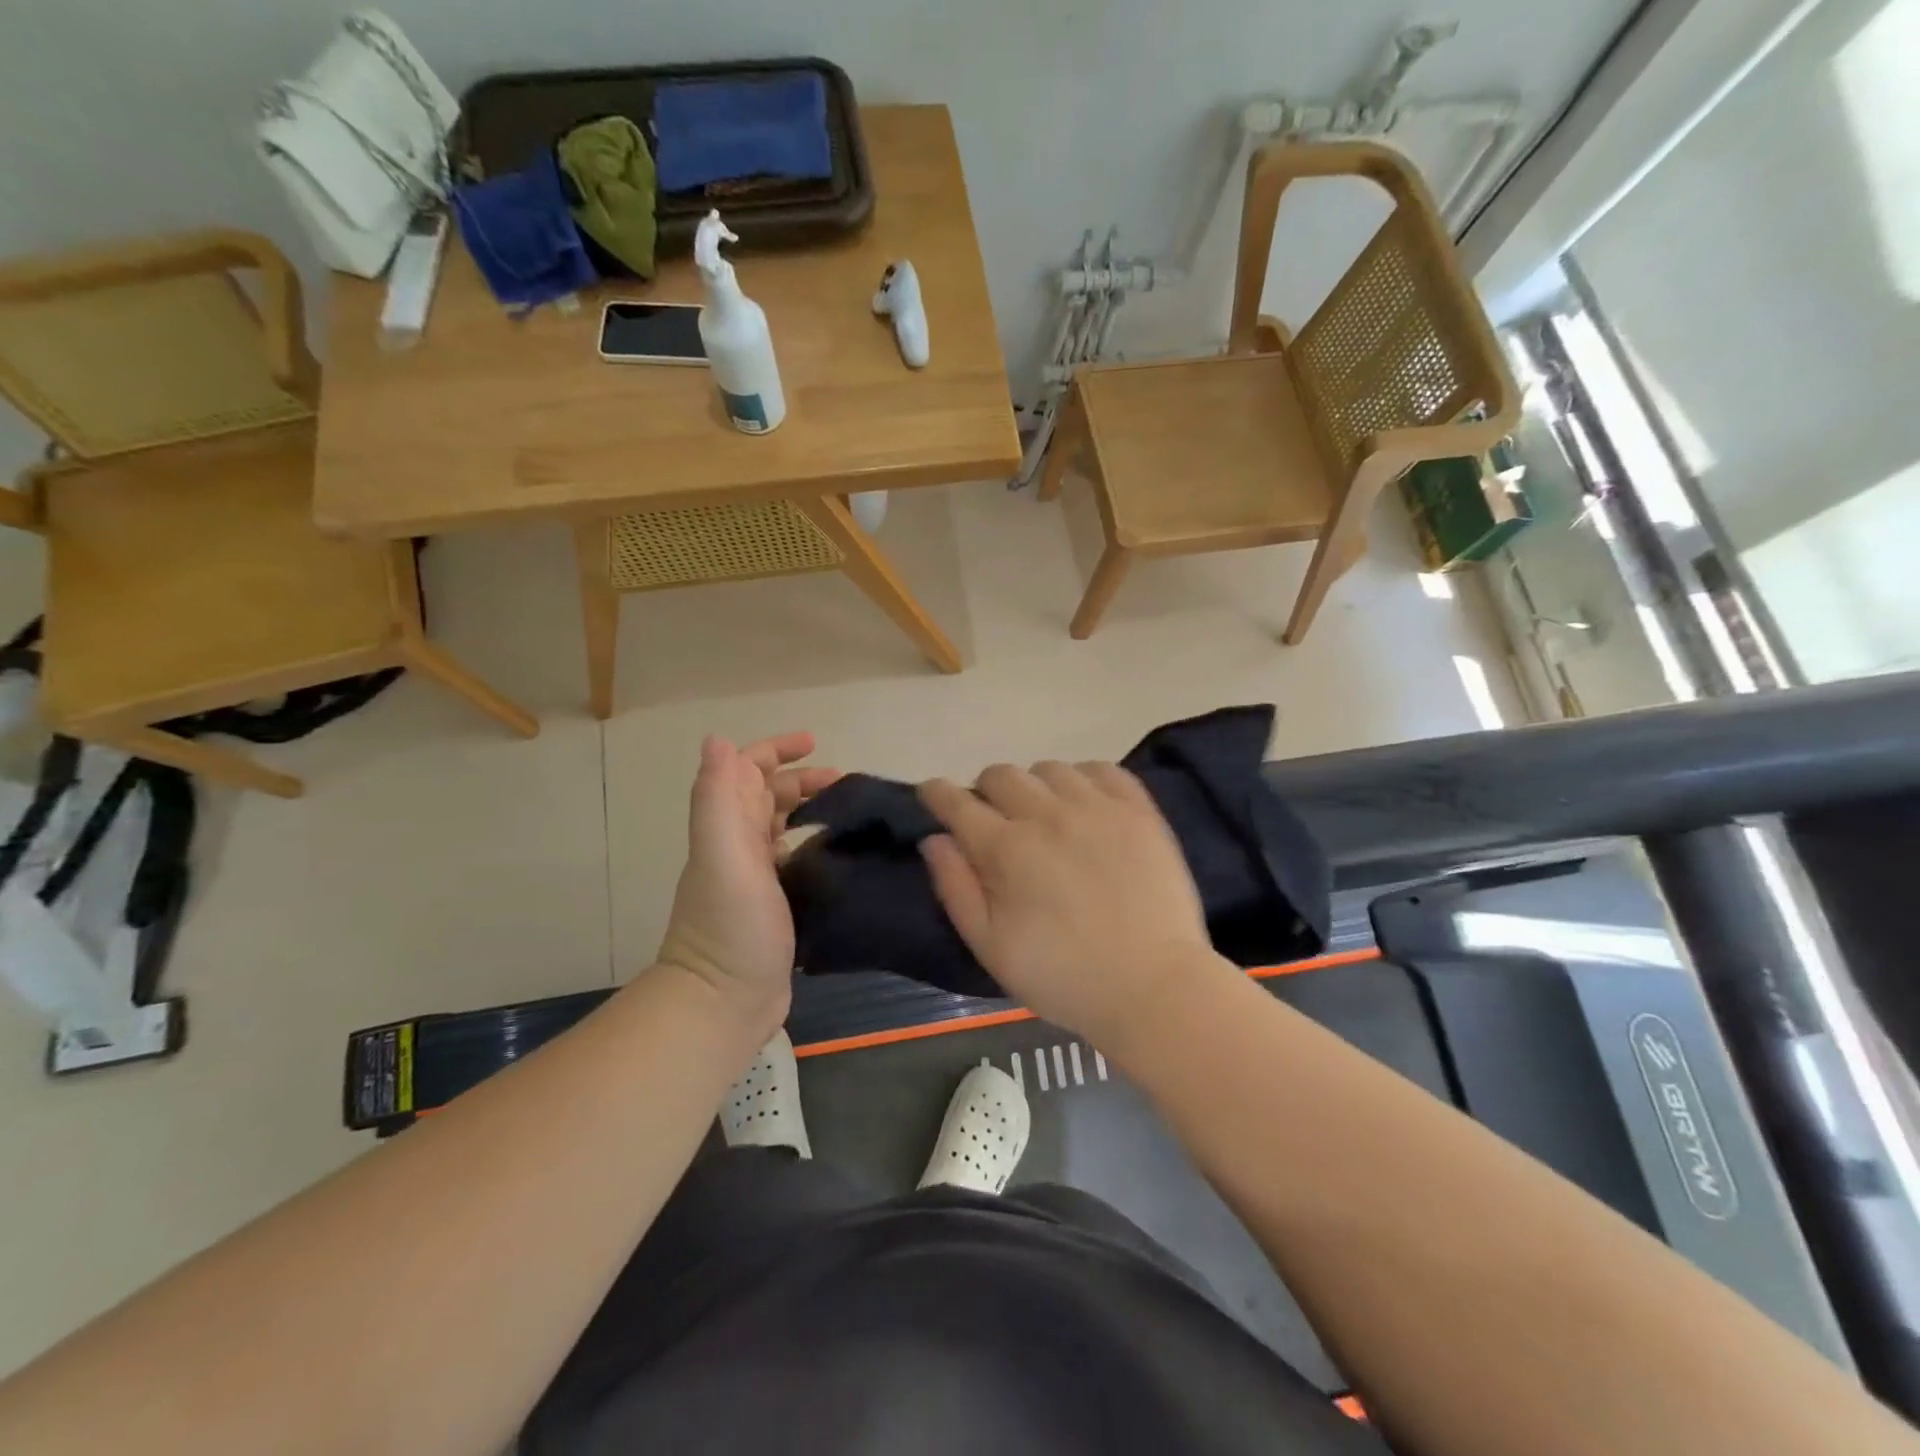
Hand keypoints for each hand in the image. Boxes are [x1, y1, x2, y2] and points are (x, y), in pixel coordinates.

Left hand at [657, 733, 838, 1031]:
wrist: (724, 1003)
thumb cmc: (730, 926)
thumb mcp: (722, 856)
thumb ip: (718, 798)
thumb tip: (717, 739)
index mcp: (727, 828)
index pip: (746, 771)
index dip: (776, 750)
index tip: (816, 743)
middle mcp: (737, 847)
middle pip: (767, 796)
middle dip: (802, 779)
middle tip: (845, 784)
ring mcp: (756, 879)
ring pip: (782, 827)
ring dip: (810, 809)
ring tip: (849, 812)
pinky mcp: (776, 906)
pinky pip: (796, 860)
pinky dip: (815, 846)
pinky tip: (841, 854)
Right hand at [919, 761, 1215, 1047]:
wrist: (1153, 986)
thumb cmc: (1063, 976)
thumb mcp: (991, 947)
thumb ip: (955, 888)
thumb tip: (935, 839)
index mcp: (1006, 848)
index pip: (957, 802)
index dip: (937, 793)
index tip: (931, 793)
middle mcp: (1047, 814)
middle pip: (1001, 775)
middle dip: (985, 792)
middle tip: (994, 820)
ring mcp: (1097, 807)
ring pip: (1049, 769)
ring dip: (1034, 787)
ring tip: (1044, 815)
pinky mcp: (1138, 810)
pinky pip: (1101, 769)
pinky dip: (1083, 779)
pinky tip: (1085, 805)